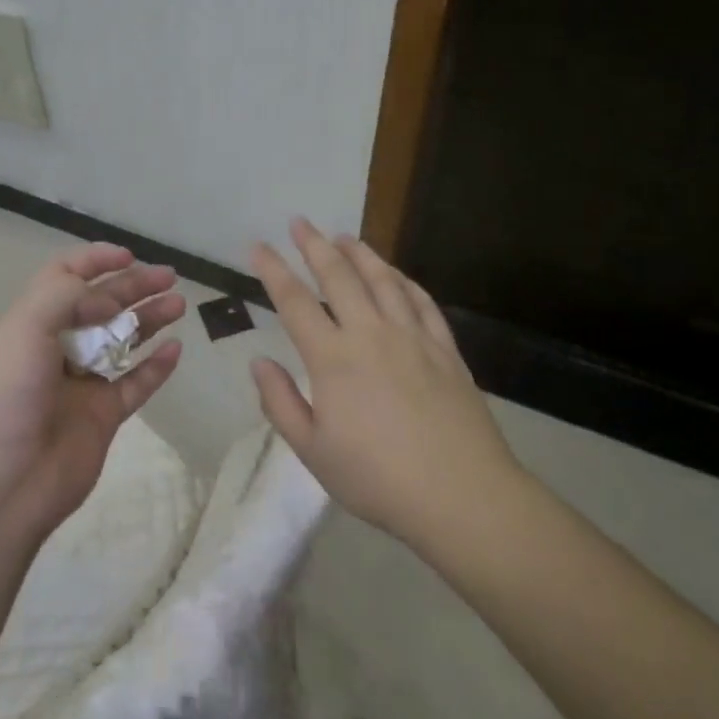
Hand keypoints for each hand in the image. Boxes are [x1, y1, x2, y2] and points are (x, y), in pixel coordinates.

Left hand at [0, 243, 185, 556]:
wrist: (1, 489)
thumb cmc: (5, 401)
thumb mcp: (22, 332)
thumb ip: (64, 299)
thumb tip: (104, 297)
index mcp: (28, 325)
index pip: (62, 280)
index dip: (93, 262)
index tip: (128, 255)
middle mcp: (55, 349)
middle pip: (100, 307)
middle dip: (133, 287)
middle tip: (169, 277)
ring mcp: (80, 385)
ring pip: (121, 343)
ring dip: (148, 320)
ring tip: (179, 305)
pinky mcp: (101, 417)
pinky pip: (134, 385)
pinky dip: (155, 367)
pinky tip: (175, 351)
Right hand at [249, 218, 521, 547]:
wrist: (461, 495)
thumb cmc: (377, 479)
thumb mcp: (313, 451)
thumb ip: (280, 403)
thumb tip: (259, 362)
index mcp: (333, 359)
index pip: (295, 302)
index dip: (273, 270)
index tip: (258, 246)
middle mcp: (371, 334)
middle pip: (339, 277)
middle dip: (314, 245)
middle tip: (300, 222)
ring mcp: (413, 338)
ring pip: (383, 280)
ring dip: (360, 254)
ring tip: (344, 236)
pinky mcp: (445, 349)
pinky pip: (421, 302)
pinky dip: (404, 281)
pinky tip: (396, 274)